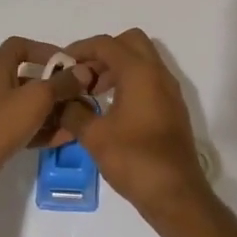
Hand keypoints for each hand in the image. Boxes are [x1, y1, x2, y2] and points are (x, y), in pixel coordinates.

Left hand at [0, 37, 90, 213]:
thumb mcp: (36, 100)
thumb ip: (61, 84)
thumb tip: (83, 71)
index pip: (20, 46)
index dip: (45, 51)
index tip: (68, 65)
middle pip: (24, 77)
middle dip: (53, 87)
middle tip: (77, 98)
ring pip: (22, 105)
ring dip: (49, 111)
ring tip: (74, 122)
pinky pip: (16, 126)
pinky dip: (36, 129)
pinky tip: (60, 140)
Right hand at [60, 30, 213, 223]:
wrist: (175, 193)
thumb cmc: (134, 159)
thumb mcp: (94, 136)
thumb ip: (73, 112)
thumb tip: (61, 101)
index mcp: (140, 72)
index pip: (106, 44)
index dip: (80, 48)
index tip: (62, 64)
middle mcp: (158, 73)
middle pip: (129, 42)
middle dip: (103, 53)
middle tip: (83, 75)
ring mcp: (169, 90)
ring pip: (141, 60)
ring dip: (116, 67)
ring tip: (92, 93)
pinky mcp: (172, 107)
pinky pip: (149, 79)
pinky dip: (129, 82)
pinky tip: (111, 108)